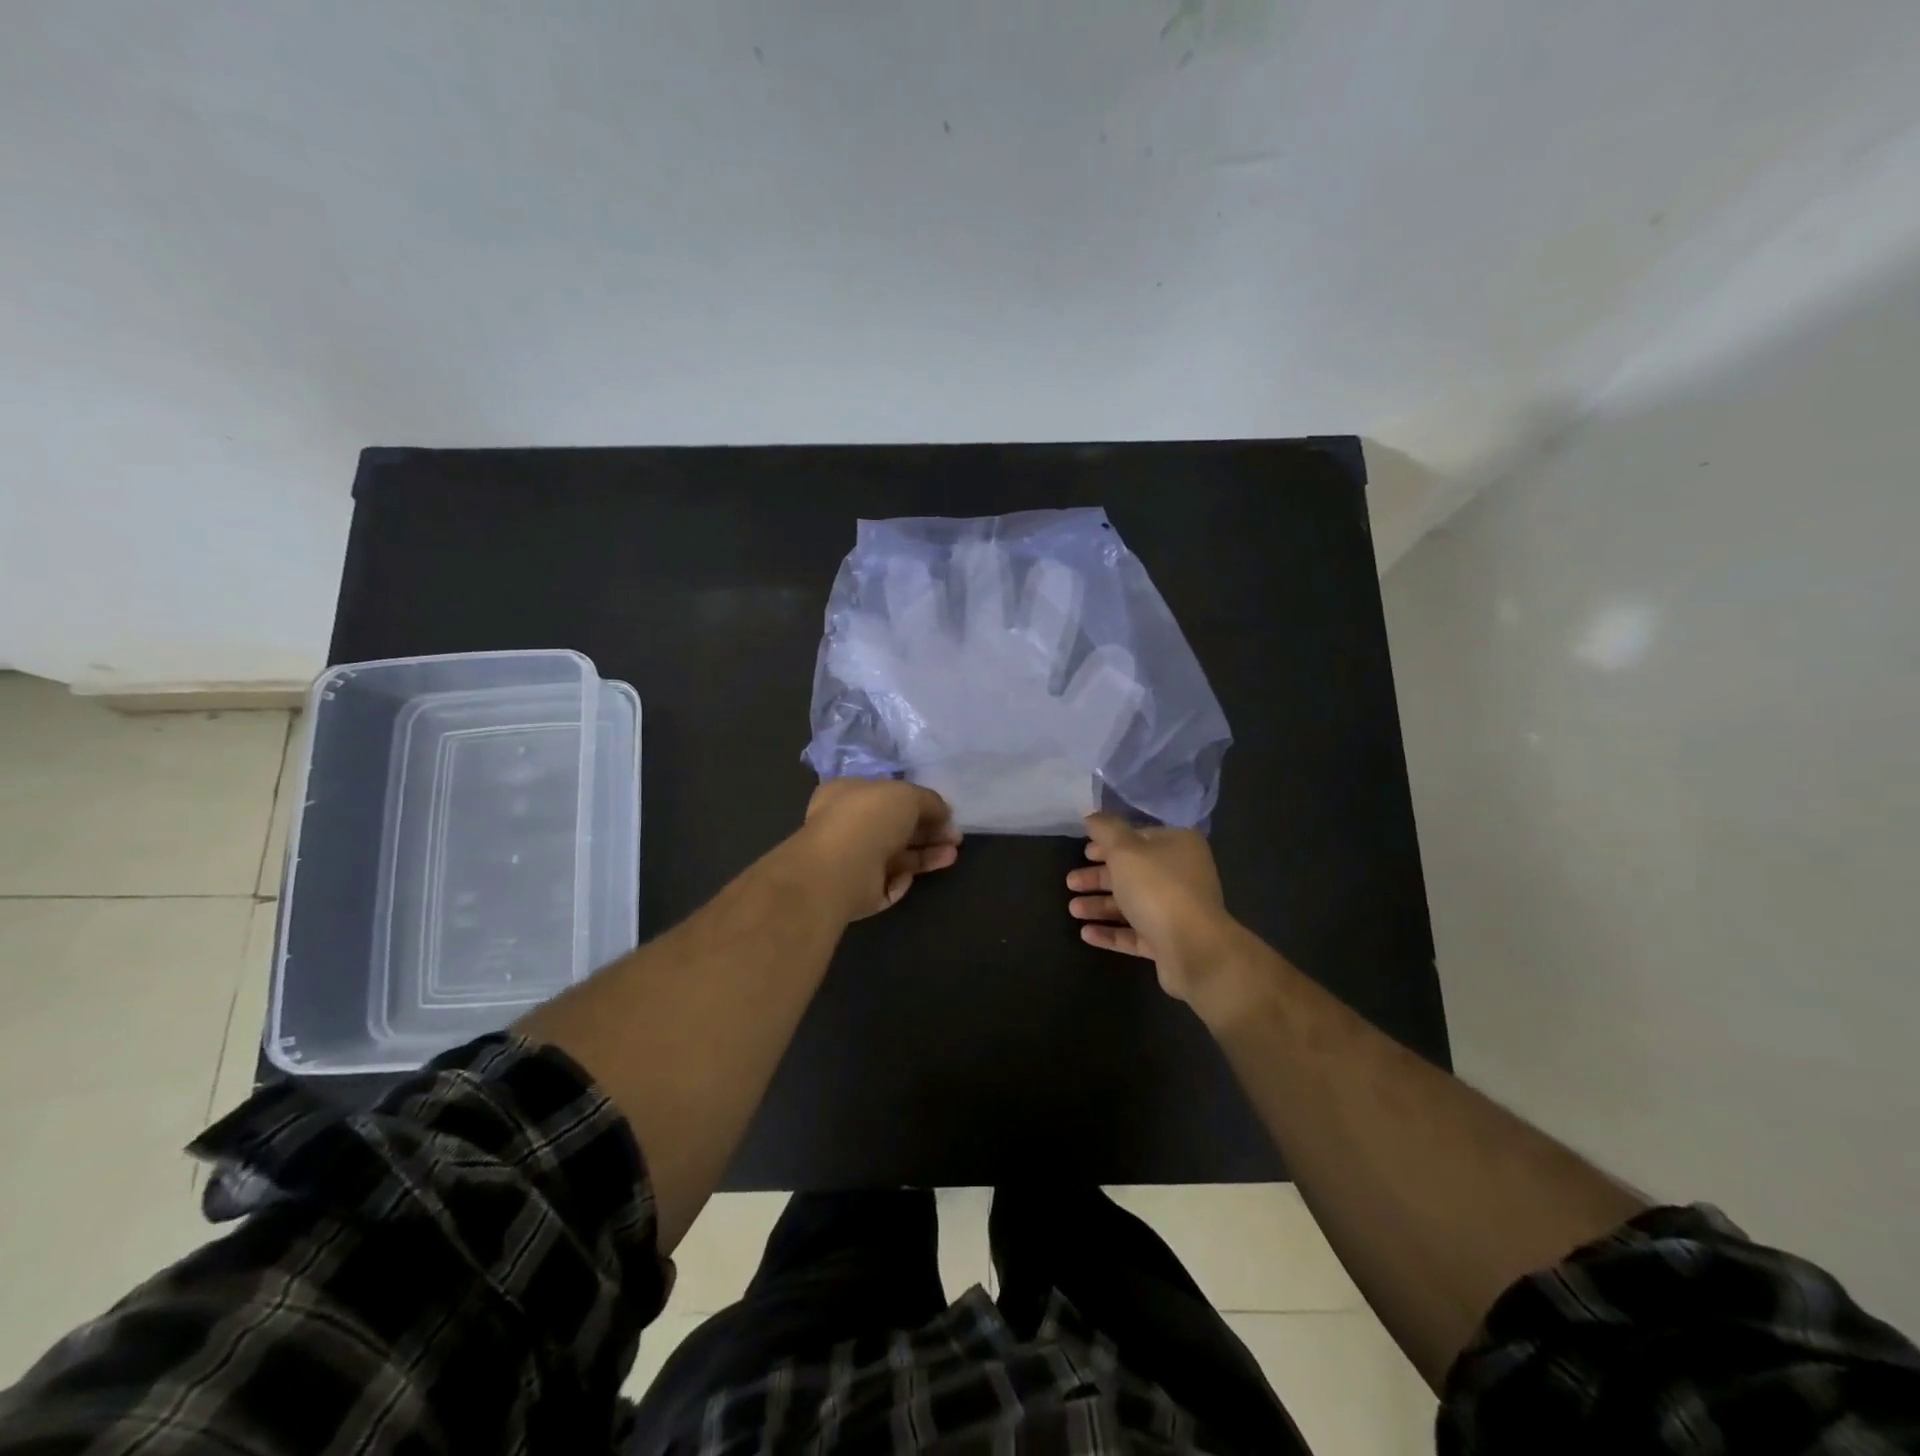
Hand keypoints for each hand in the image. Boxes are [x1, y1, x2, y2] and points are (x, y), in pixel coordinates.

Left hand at [797, 778, 961, 920]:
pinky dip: (901, 880)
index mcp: (848, 793)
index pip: (887, 795)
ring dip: (925, 856)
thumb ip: (929, 801)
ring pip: (896, 856)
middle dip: (928, 832)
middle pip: (896, 827)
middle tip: (955, 837)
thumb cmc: (869, 818)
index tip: (945, 812)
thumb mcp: (907, 795)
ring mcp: (851, 859)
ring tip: (952, 856)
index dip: (918, 803)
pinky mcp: (856, 890)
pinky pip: (887, 883)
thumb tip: (944, 813)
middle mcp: (847, 825)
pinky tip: (909, 877)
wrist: (840, 868)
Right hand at [1066, 813, 1239, 1006]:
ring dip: (1101, 905)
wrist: (1193, 948)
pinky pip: (1135, 932)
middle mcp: (1181, 874)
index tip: (1084, 850)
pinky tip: (1086, 933)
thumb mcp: (1125, 850)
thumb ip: (1106, 830)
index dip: (1109, 842)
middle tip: (1071, 882)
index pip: (1140, 837)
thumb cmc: (1157, 887)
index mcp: (1178, 845)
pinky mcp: (1169, 941)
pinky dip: (1111, 931)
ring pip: (1132, 903)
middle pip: (1133, 872)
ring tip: (1073, 910)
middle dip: (1099, 877)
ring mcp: (1177, 910)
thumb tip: (1093, 816)